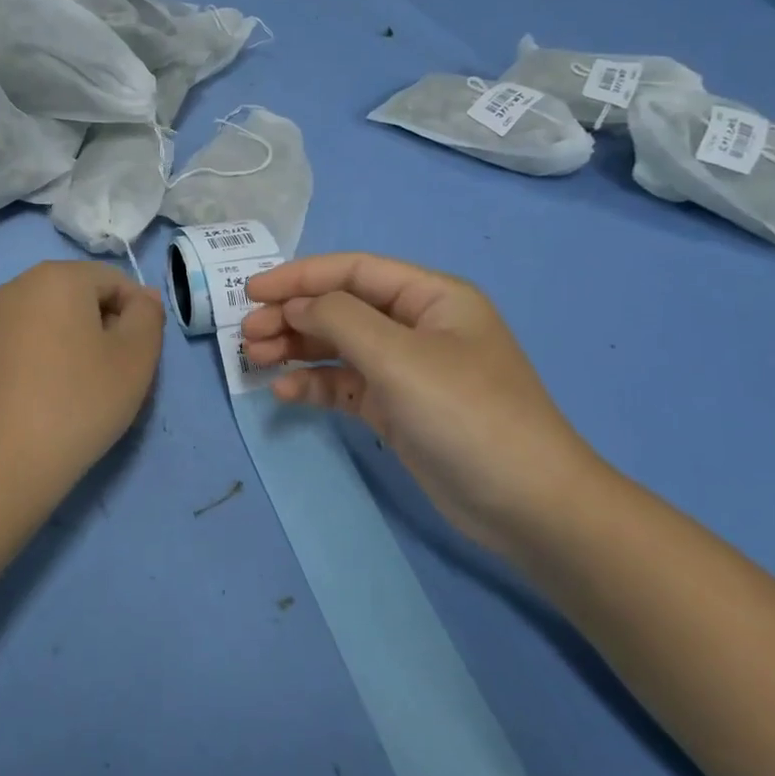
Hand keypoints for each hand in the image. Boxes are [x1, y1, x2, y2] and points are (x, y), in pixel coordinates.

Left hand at [0, 261, 164, 514]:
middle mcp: (18, 285)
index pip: (116, 281)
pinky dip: (44, 360)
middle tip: (113, 377)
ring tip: (80, 391)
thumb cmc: (77, 403)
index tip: (137, 360)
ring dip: (75, 345)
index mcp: (58, 275)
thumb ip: (149, 316)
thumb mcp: (135, 359)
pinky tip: (47, 399)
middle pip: (81, 296)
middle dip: (105, 328)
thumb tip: (141, 298)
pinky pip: (25, 342)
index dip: (138, 317)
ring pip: (52, 320)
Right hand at [242, 253, 608, 552]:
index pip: (353, 271)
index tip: (250, 291)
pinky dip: (316, 385)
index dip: (299, 277)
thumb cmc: (466, 414)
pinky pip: (347, 385)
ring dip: (297, 349)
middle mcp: (417, 326)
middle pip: (342, 307)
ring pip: (339, 346)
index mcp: (430, 297)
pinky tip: (286, 394)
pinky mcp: (398, 409)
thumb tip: (296, 303)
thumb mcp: (400, 357)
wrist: (527, 505)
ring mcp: (407, 369)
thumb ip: (340, 319)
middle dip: (293, 316)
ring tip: (256, 361)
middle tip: (247, 336)